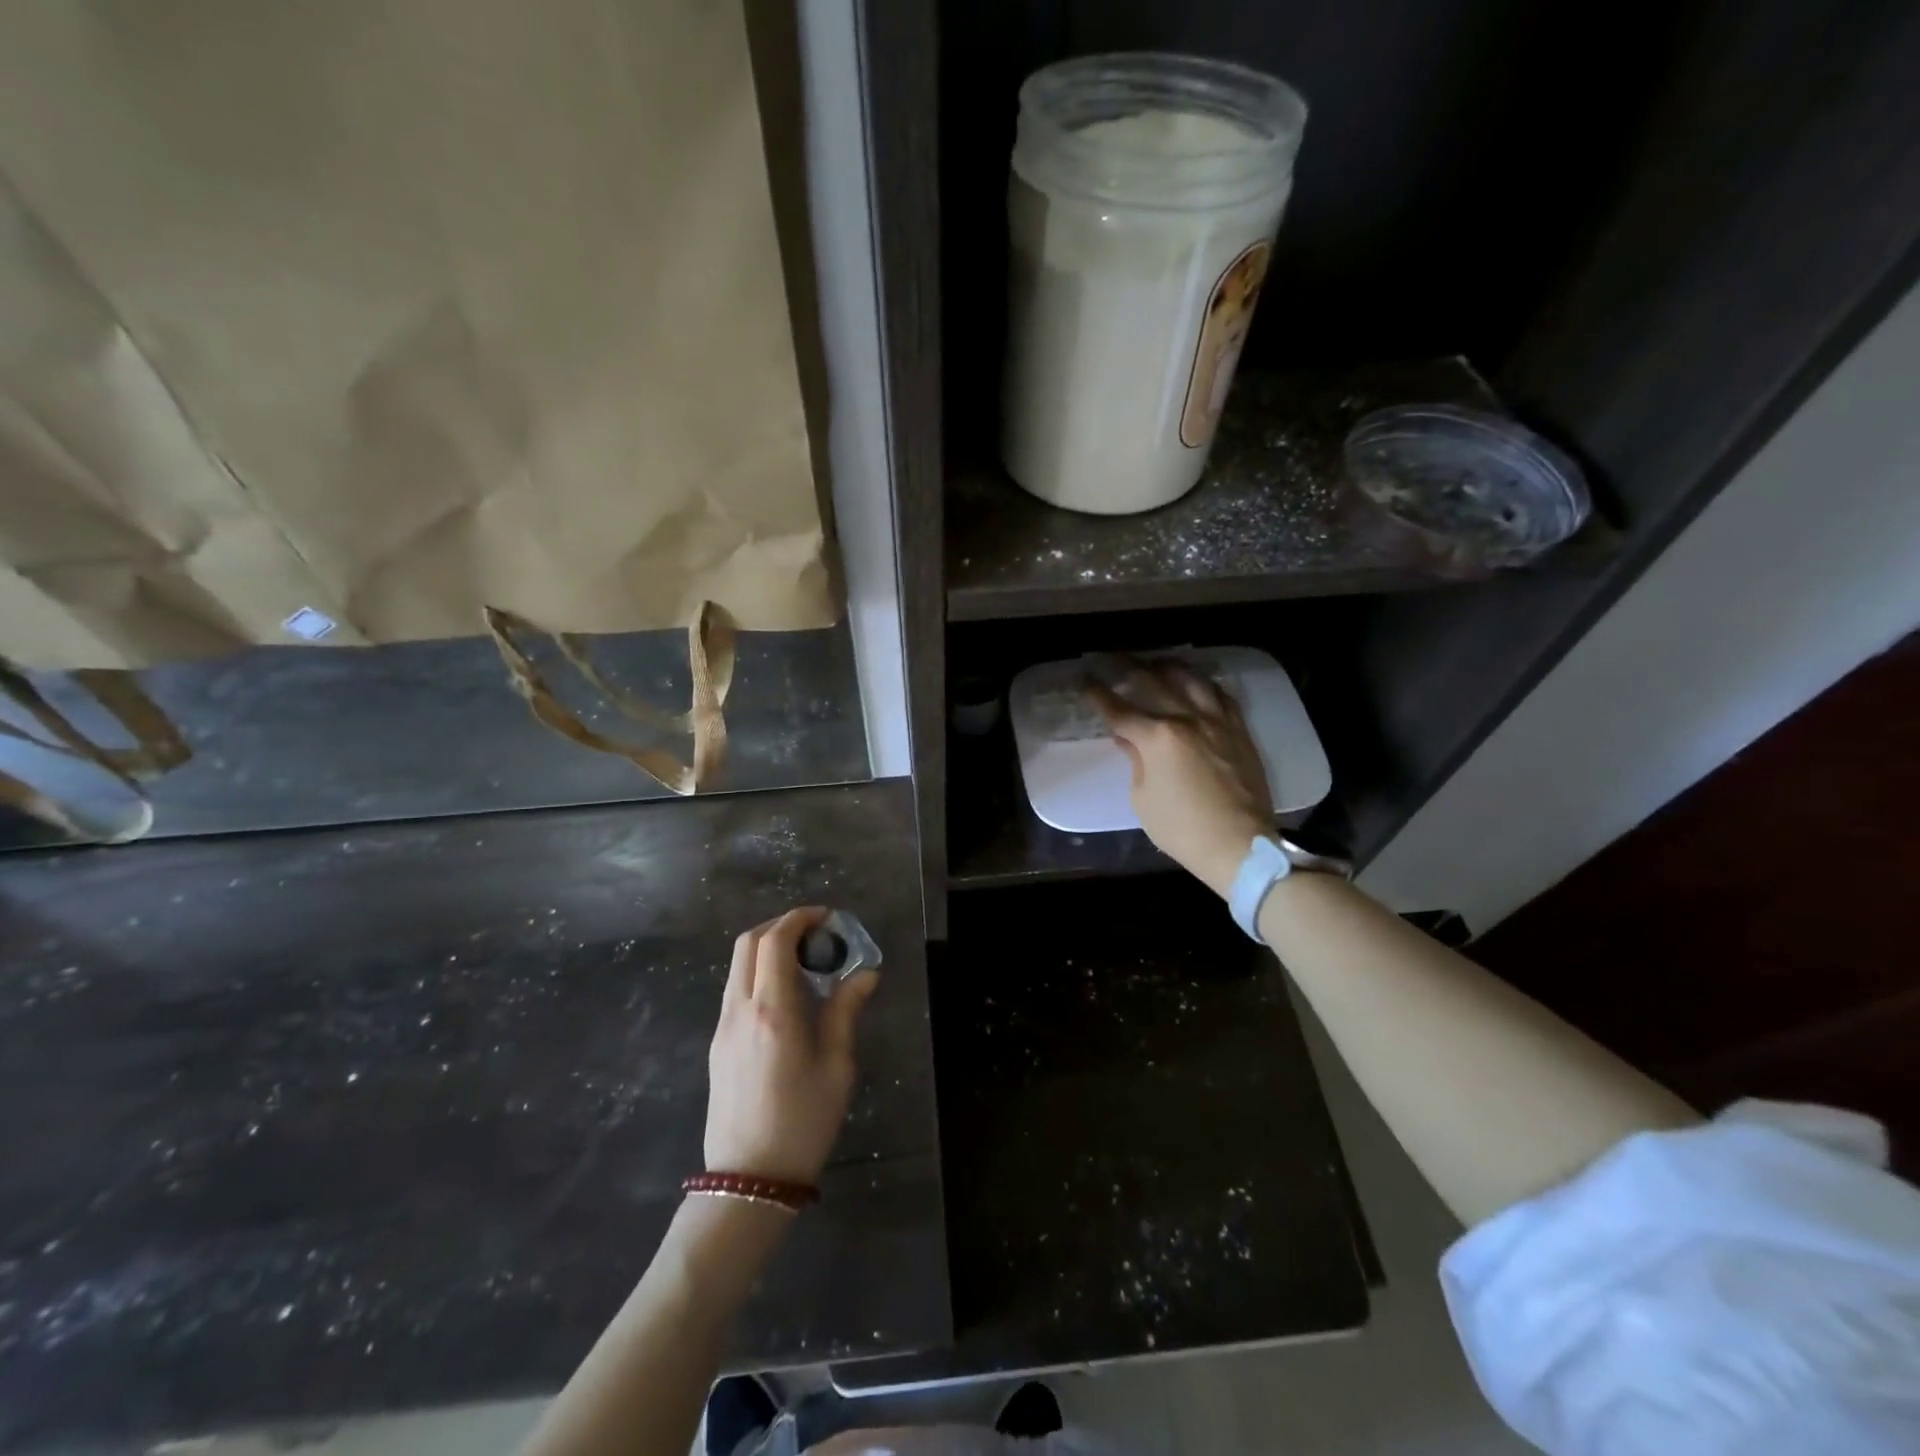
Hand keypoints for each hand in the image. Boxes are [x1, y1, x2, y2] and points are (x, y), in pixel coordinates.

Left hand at [704, 907, 879, 1184]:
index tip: (827, 917)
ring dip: (767, 948)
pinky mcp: (718, 1043)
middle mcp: (741, 1009)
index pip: (776, 941)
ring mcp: (723, 1026)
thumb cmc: (802, 1122)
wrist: (748, 1180)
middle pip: (748, 943)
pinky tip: (786, 994)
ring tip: (805, 961)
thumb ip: (846, 1012)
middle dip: (781, 925)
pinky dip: (759, 972)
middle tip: (815, 933)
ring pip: (738, 965)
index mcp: (773, 1010)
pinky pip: (736, 988)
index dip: (800, 918)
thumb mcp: (837, 1067)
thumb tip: (865, 974)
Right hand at [1089, 660, 1273, 898]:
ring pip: (1192, 680)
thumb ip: (1135, 761)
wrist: (1240, 845)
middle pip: (1153, 682)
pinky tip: (1197, 682)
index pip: (1119, 710)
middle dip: (1128, 667)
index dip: (1097, 694)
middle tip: (1113, 657)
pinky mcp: (1239, 731)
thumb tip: (1128, 738)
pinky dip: (1205, 684)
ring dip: (1169, 667)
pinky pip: (1222, 696)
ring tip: (1156, 662)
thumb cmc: (1182, 828)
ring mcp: (1217, 722)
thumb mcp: (1143, 798)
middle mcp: (1187, 719)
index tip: (1084, 678)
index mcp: (1157, 738)